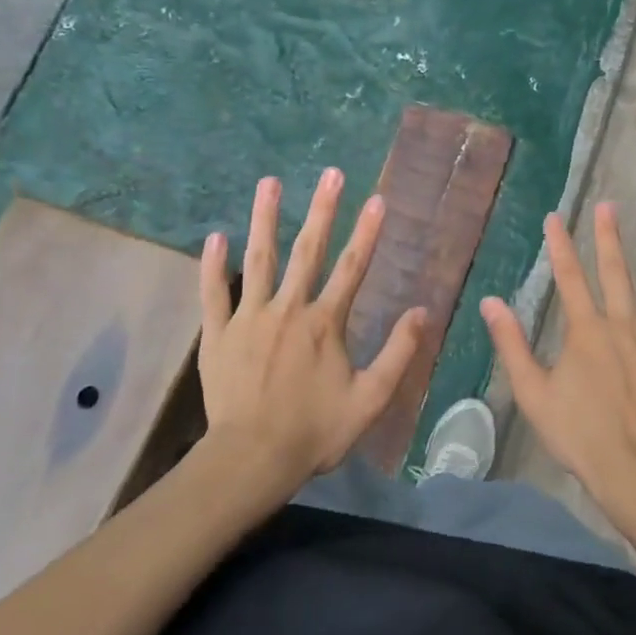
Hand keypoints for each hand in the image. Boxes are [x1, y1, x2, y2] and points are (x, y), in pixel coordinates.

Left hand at [197, 169, 426, 494]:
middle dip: (322, 210)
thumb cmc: (315, 432)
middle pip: (308, 251)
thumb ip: (398, 353)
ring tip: (269, 183)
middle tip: (330, 174)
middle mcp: (289, 309)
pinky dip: (214, 265)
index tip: (377, 199)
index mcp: (326, 323)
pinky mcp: (219, 335)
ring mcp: (249, 318)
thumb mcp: (370, 399)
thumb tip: (422, 311)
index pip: (352, 267)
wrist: (251, 460)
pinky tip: (215, 236)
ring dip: (265, 219)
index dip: (367, 232)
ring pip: (259, 260)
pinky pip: (214, 293)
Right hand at [481, 204, 635, 515]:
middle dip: (609, 236)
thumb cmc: (580, 433)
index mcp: (586, 331)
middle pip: (616, 272)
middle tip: (609, 206)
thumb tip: (490, 302)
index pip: (570, 278)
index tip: (555, 217)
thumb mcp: (533, 393)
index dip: (560, 246)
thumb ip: (512, 345)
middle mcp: (624, 325)